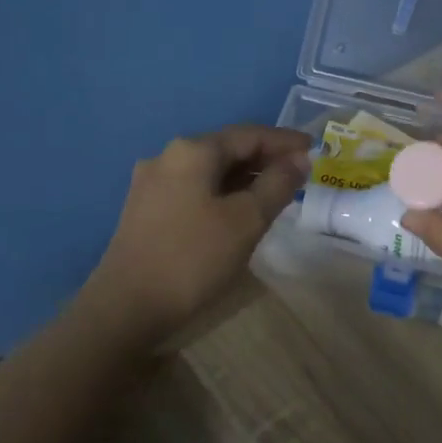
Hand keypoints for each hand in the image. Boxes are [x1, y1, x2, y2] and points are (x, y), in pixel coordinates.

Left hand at [86, 124, 311, 342]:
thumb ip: (277, 184)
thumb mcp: (246, 220)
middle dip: (265, 159)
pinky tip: (239, 210)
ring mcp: (152, 183)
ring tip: (276, 192)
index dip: (285, 141)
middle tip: (300, 173)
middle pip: (227, 148)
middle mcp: (168, 157)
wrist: (126, 308)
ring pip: (210, 170)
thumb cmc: (193, 258)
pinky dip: (223, 192)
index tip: (315, 149)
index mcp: (192, 151)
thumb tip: (298, 160)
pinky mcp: (146, 209)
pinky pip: (195, 188)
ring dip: (245, 177)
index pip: (249, 134)